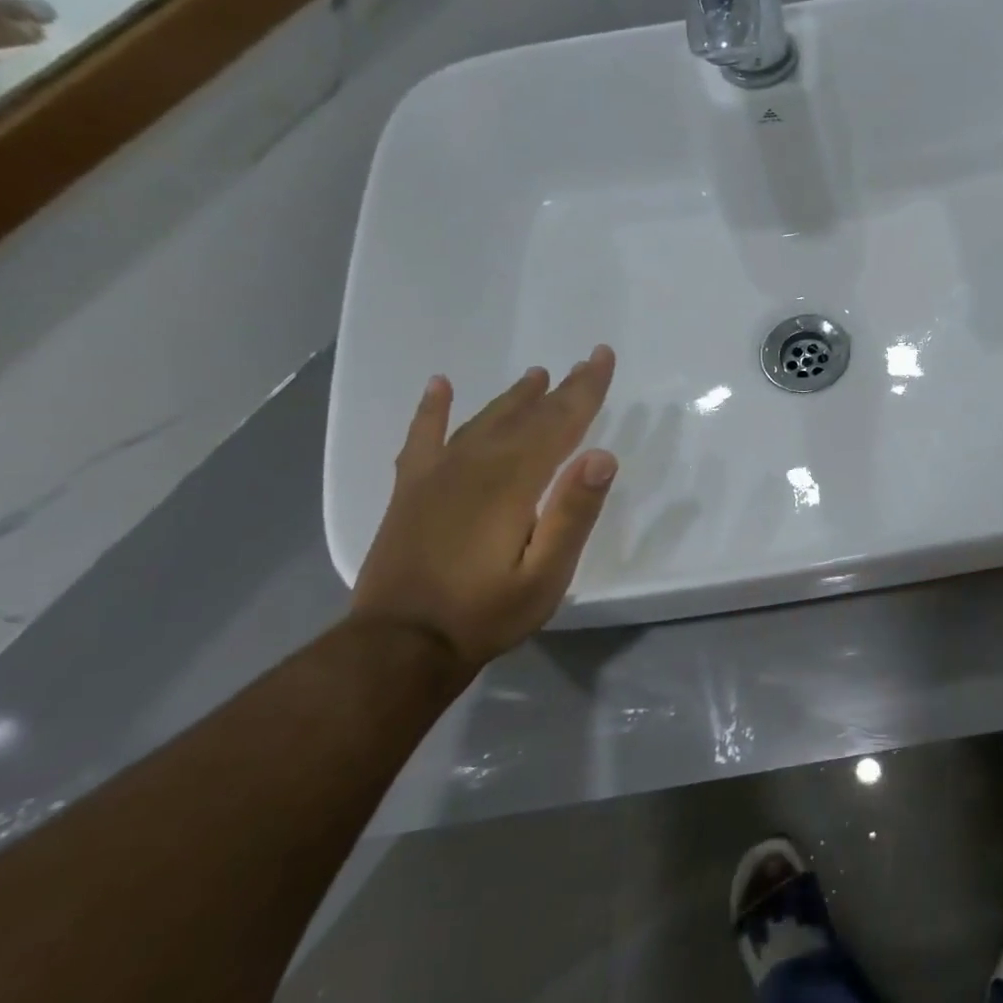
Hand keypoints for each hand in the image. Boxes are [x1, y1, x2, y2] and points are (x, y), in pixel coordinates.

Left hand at [350, 348, 618, 674]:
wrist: (400, 646)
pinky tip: (440, 386)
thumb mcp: (546, 574)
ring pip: (483, 420)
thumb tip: (603, 456)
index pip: (558, 422)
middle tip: (584, 362)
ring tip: (536, 375)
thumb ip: (573, 513)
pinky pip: (423, 437)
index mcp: (512, 482)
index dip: (585, 389)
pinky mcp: (412, 490)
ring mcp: (437, 475)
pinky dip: (432, 409)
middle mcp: (474, 465)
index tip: (602, 356)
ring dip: (513, 397)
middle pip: (525, 416)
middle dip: (559, 389)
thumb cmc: (486, 612)